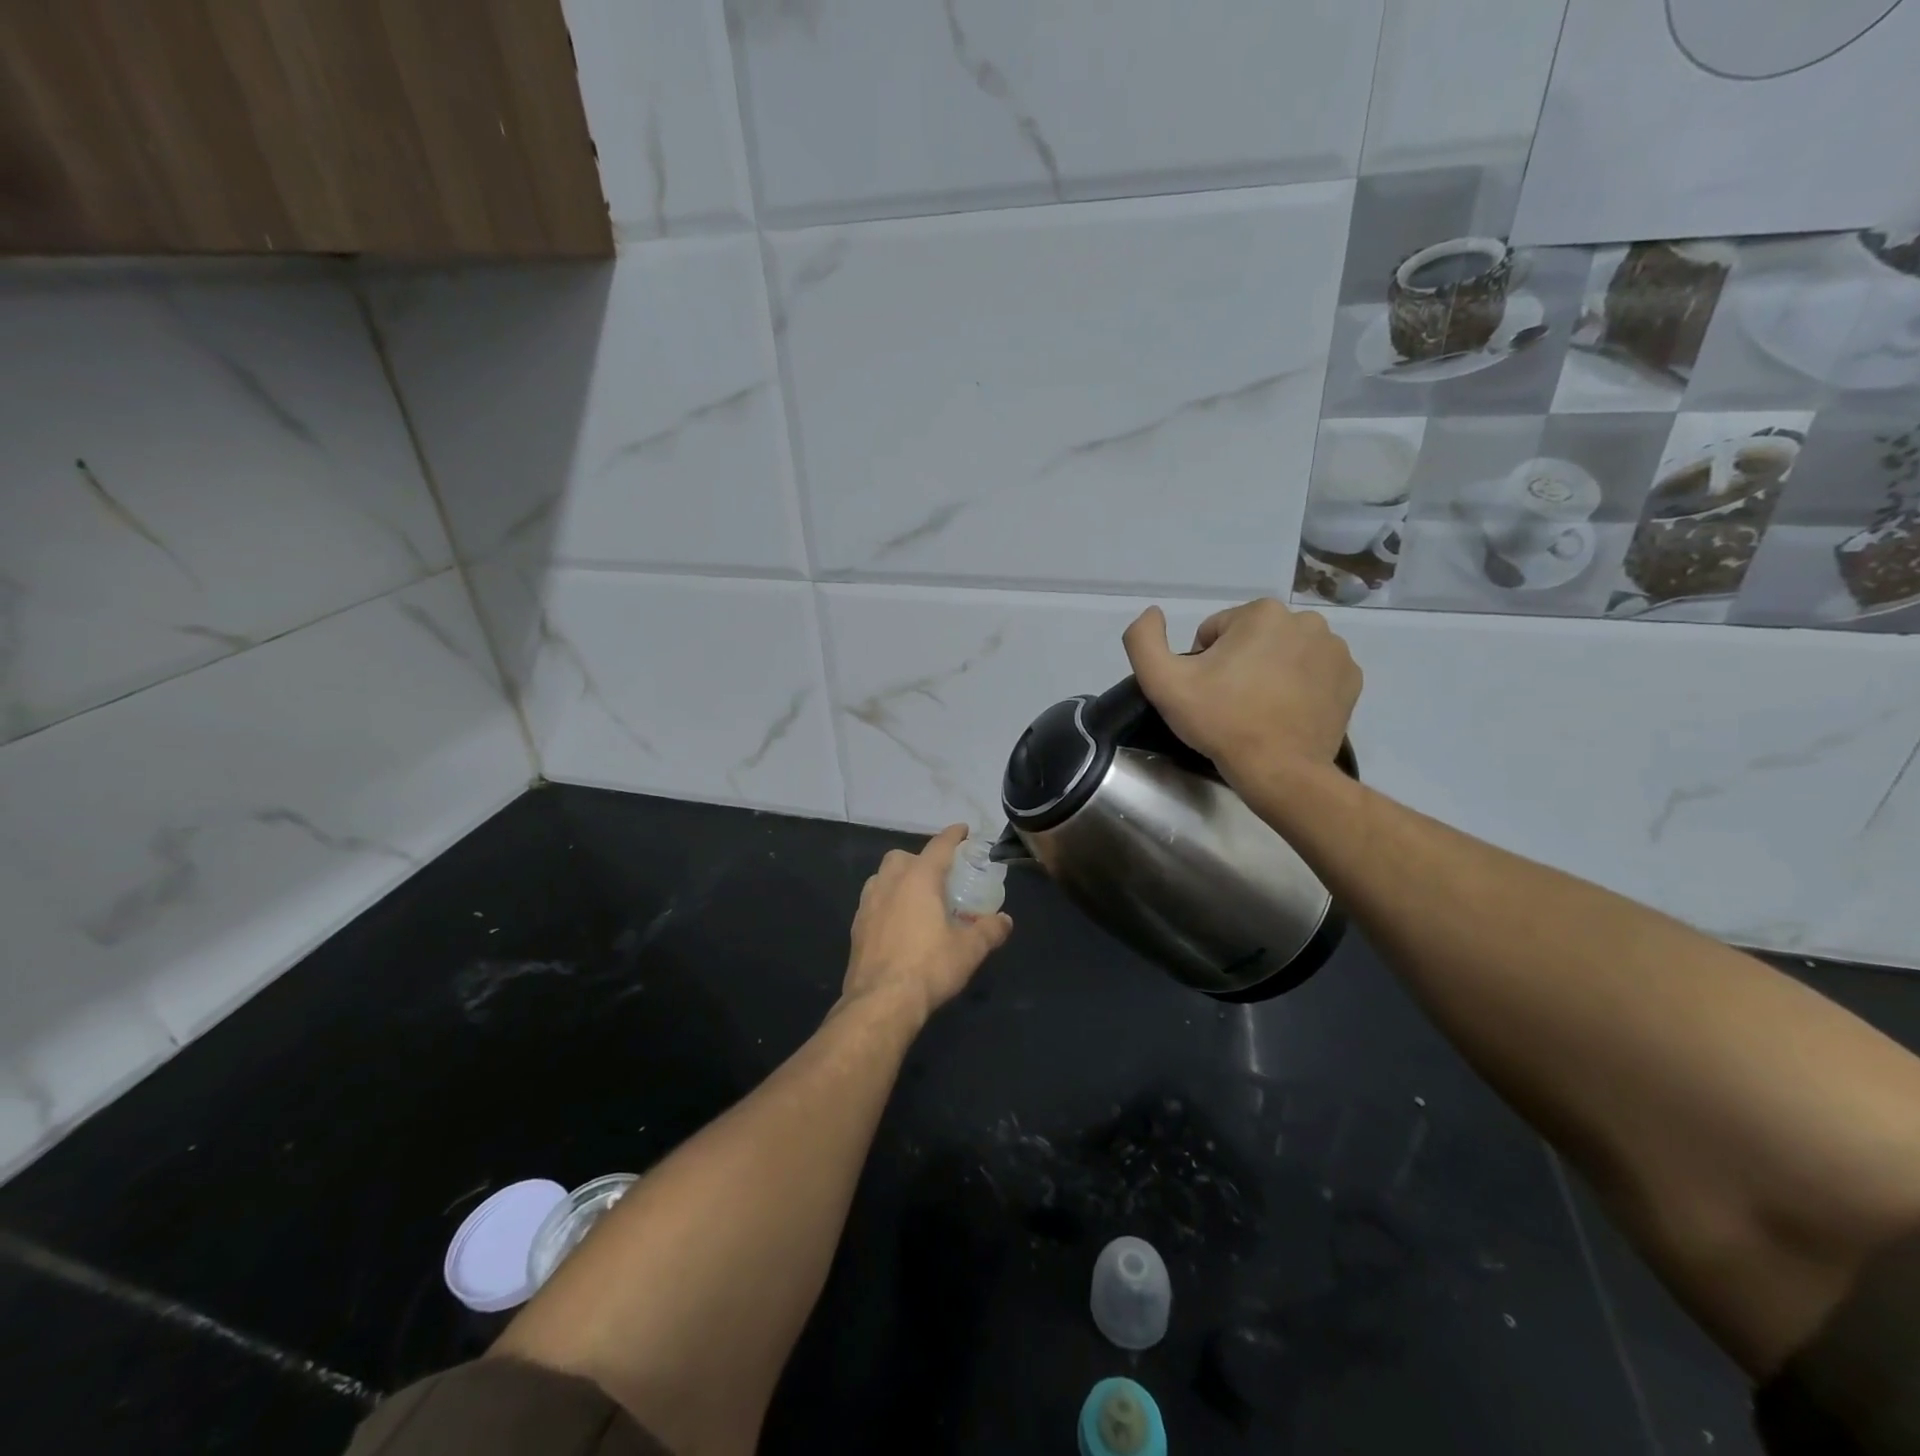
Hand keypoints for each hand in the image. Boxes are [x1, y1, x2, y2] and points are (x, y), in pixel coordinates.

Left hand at [843, 824, 1013, 1025]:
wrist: (880, 1002)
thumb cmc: (928, 967)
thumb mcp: (969, 950)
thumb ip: (989, 930)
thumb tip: (1005, 920)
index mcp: (918, 879)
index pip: (938, 846)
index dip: (953, 836)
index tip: (963, 830)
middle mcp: (889, 883)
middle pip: (903, 857)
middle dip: (920, 860)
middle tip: (939, 878)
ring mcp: (868, 905)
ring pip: (882, 877)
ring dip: (899, 880)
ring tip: (917, 900)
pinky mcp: (856, 927)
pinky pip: (873, 902)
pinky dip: (887, 903)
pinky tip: (898, 924)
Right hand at [1122, 597, 1360, 782]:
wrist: (1279, 771)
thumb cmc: (1221, 722)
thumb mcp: (1162, 682)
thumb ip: (1143, 640)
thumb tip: (1153, 613)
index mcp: (1261, 613)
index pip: (1215, 631)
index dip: (1202, 663)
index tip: (1207, 693)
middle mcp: (1305, 621)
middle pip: (1251, 639)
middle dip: (1237, 664)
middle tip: (1230, 703)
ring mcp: (1334, 650)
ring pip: (1283, 653)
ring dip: (1268, 673)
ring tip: (1258, 710)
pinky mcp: (1350, 678)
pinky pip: (1312, 672)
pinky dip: (1298, 687)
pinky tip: (1285, 713)